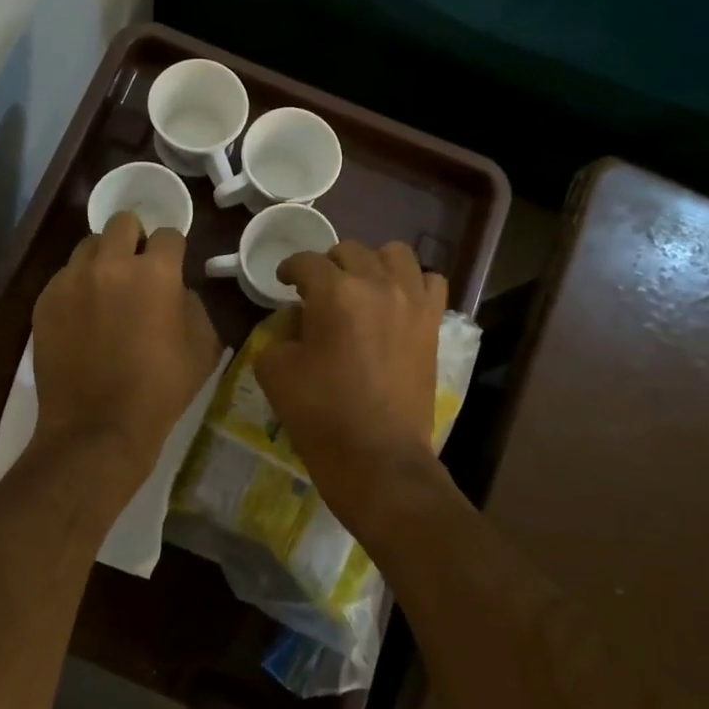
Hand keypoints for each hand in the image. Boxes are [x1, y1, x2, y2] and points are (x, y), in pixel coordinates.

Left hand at [31, 211, 222, 481]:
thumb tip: (177, 290)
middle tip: (138, 268)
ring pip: (89, 246)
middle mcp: (111, 264)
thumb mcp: (204, 347)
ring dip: (103, 259)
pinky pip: (64, 276)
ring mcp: (71, 280)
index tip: (172, 266)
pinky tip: (82, 316)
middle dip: (135, 238)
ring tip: (106, 289)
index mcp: (156, 272)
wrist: (98, 427)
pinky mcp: (45, 300)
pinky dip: (77, 286)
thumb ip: (194, 304)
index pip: (168, 234)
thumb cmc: (161, 390)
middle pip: (123, 222)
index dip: (173, 250)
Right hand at [256, 241, 447, 527]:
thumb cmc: (321, 414)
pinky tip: (397, 303)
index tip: (283, 281)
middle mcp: (377, 284)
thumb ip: (279, 332)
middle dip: (328, 265)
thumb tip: (297, 320)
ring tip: (361, 287)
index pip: (306, 262)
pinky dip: (412, 284)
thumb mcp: (276, 370)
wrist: (377, 457)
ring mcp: (412, 302)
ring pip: (395, 254)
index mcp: (334, 293)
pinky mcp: (432, 323)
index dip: (289, 268)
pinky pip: (430, 282)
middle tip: (317, 290)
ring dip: (372, 263)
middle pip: (349, 251)